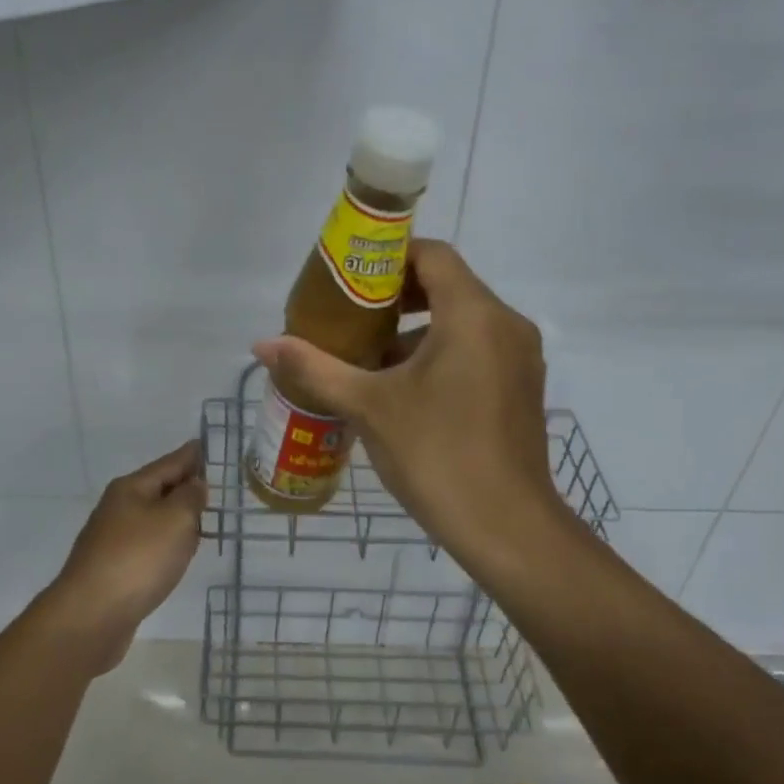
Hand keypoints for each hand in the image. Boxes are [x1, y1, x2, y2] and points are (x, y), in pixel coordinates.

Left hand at [36, 440, 205, 673]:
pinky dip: (166, 544)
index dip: (190, 455)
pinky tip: (176, 556)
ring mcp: (112, 539)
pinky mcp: (113, 569)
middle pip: (158, 489)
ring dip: (175, 518)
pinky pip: (147, 546)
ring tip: (200, 520)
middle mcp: (118, 508)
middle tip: (211, 485)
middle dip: (183, 486)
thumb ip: (190, 497)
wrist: (91, 616)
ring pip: (153, 519)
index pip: (169, 463)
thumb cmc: (138, 559)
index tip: (205, 444)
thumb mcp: (175, 519)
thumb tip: (194, 484)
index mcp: (131, 488)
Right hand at [253, 241, 565, 581]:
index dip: (388, 257)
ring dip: (415, 330)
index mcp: (473, 315)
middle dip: (395, 296)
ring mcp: (519, 358)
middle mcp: (505, 325)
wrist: (507, 528)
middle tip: (349, 316)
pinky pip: (476, 349)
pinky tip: (402, 389)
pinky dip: (439, 353)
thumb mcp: (368, 406)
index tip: (349, 278)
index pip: (433, 255)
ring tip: (366, 357)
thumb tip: (262, 345)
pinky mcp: (521, 388)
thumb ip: (315, 368)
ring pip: (461, 321)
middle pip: (447, 285)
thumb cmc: (437, 455)